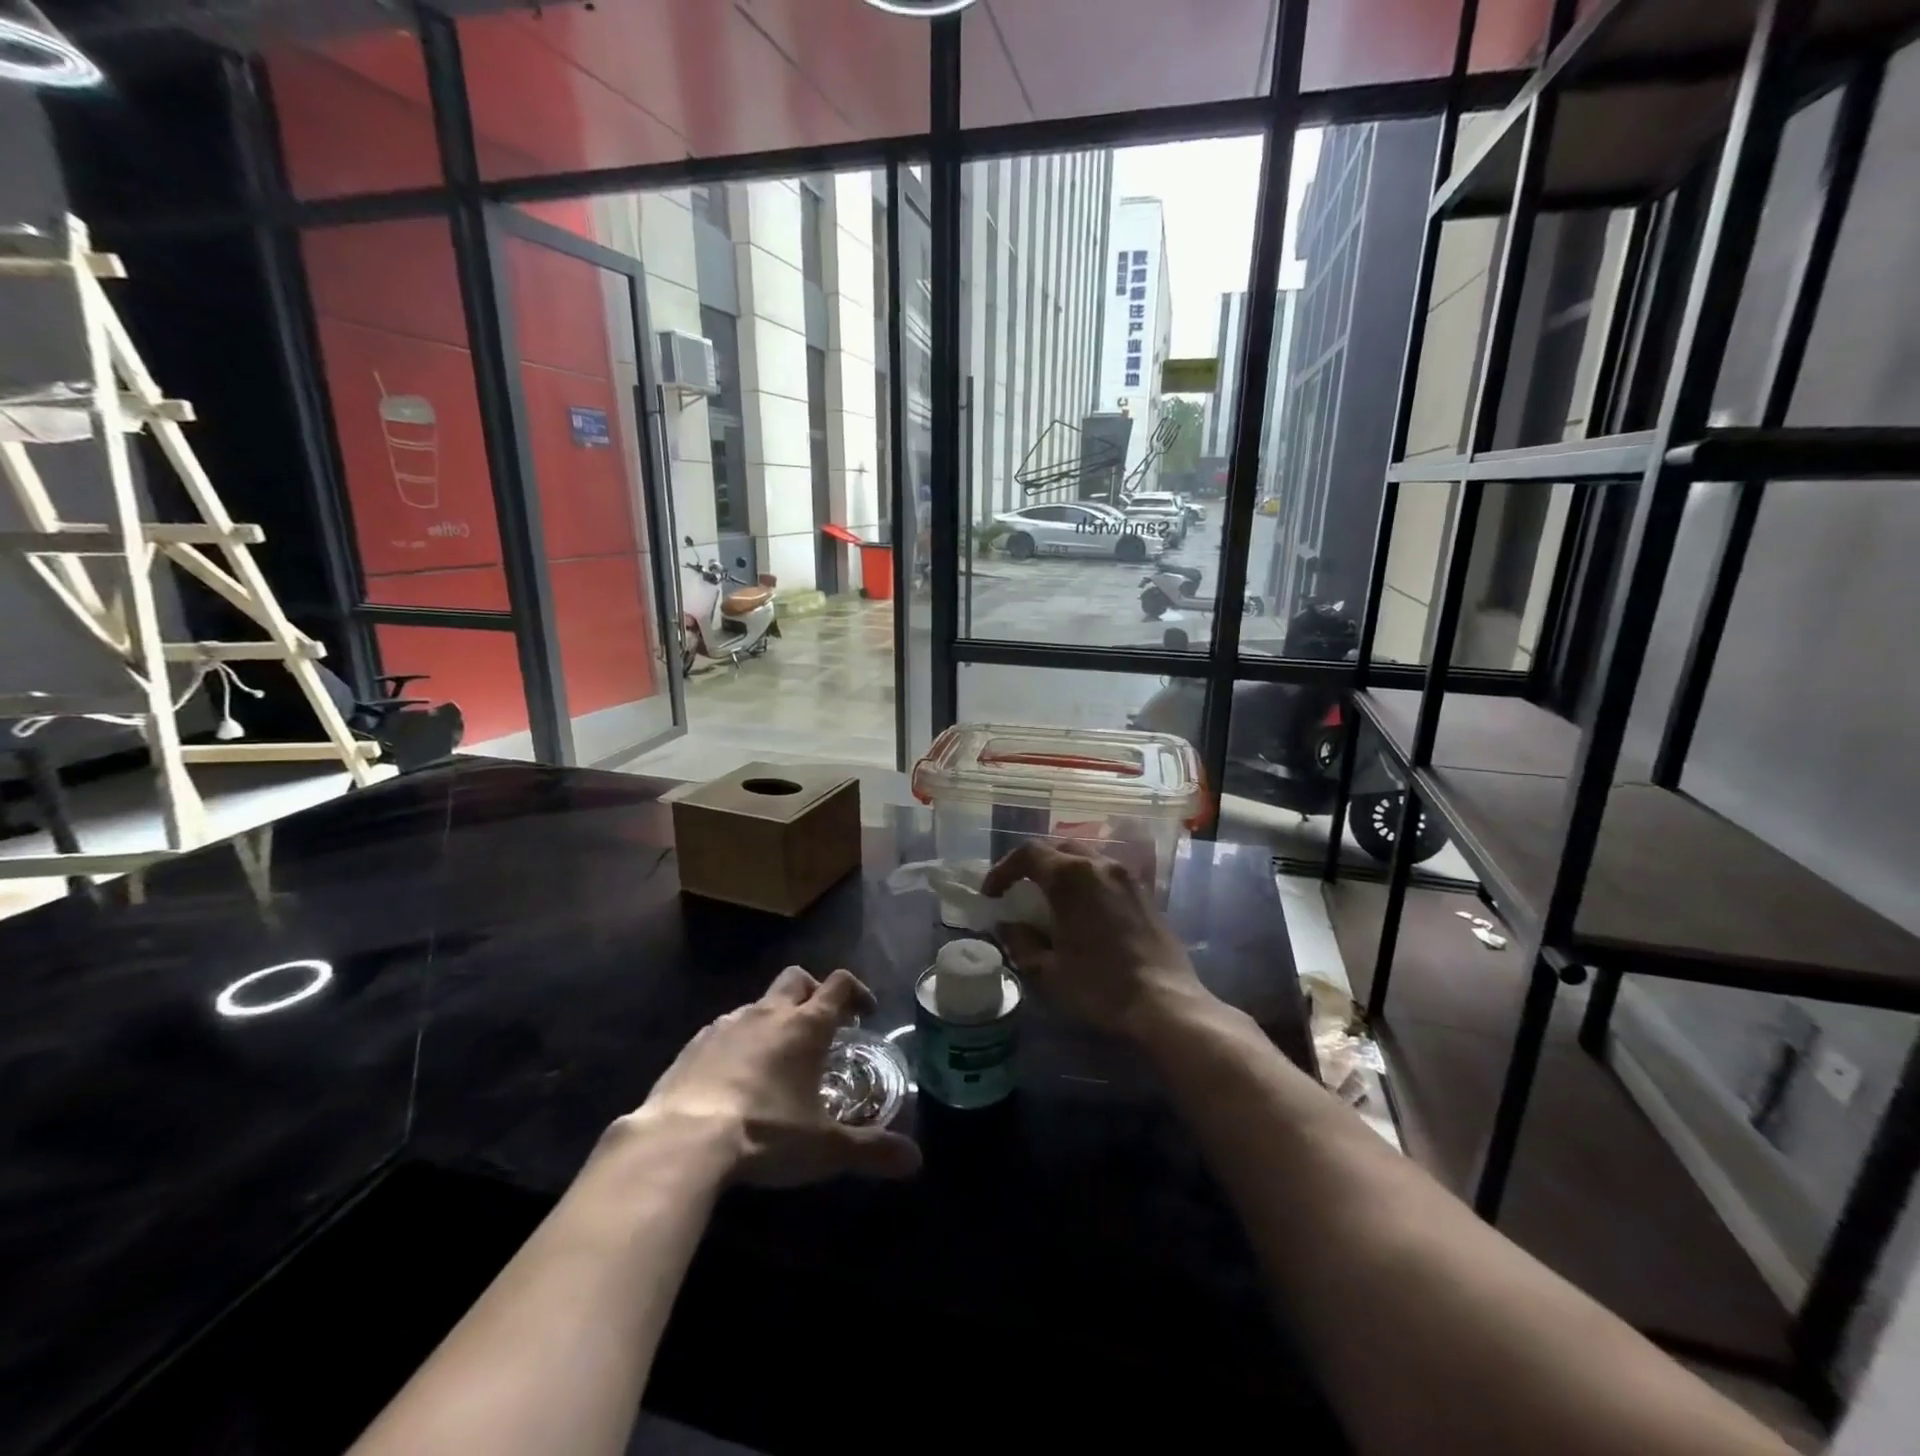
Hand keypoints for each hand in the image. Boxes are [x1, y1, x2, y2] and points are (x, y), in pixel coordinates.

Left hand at [632, 967, 920, 1186]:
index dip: (857, 991)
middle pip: (797, 979)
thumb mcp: (825, 1148)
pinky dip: (737, 1042)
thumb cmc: (765, 1134)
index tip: (865, 1012)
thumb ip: (871, 1151)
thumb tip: (915, 1161)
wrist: (682, 1139)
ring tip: (776, 1058)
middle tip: (821, 1024)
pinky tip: (733, 1077)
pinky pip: (723, 1029)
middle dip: (813, 992)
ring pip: (758, 1004)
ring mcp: (727, 1025)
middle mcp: (768, 1014)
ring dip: (773, 1019)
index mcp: (806, 1026)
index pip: (839, 985)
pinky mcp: (693, 1044)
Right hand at [981, 841, 1213, 1040]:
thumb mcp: (1047, 971)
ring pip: (1085, 858)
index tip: (992, 894)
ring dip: (1061, 872)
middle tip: (1018, 891)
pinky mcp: (1144, 893)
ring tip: (1050, 901)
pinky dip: (1086, 883)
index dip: (1003, 870)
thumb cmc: (1100, 986)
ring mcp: (1126, 877)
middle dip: (1033, 866)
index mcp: (1071, 877)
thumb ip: (1020, 942)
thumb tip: (1008, 925)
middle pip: (1058, 849)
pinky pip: (1106, 875)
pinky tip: (1083, 912)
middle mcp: (1099, 865)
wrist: (1165, 1003)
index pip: (1028, 853)